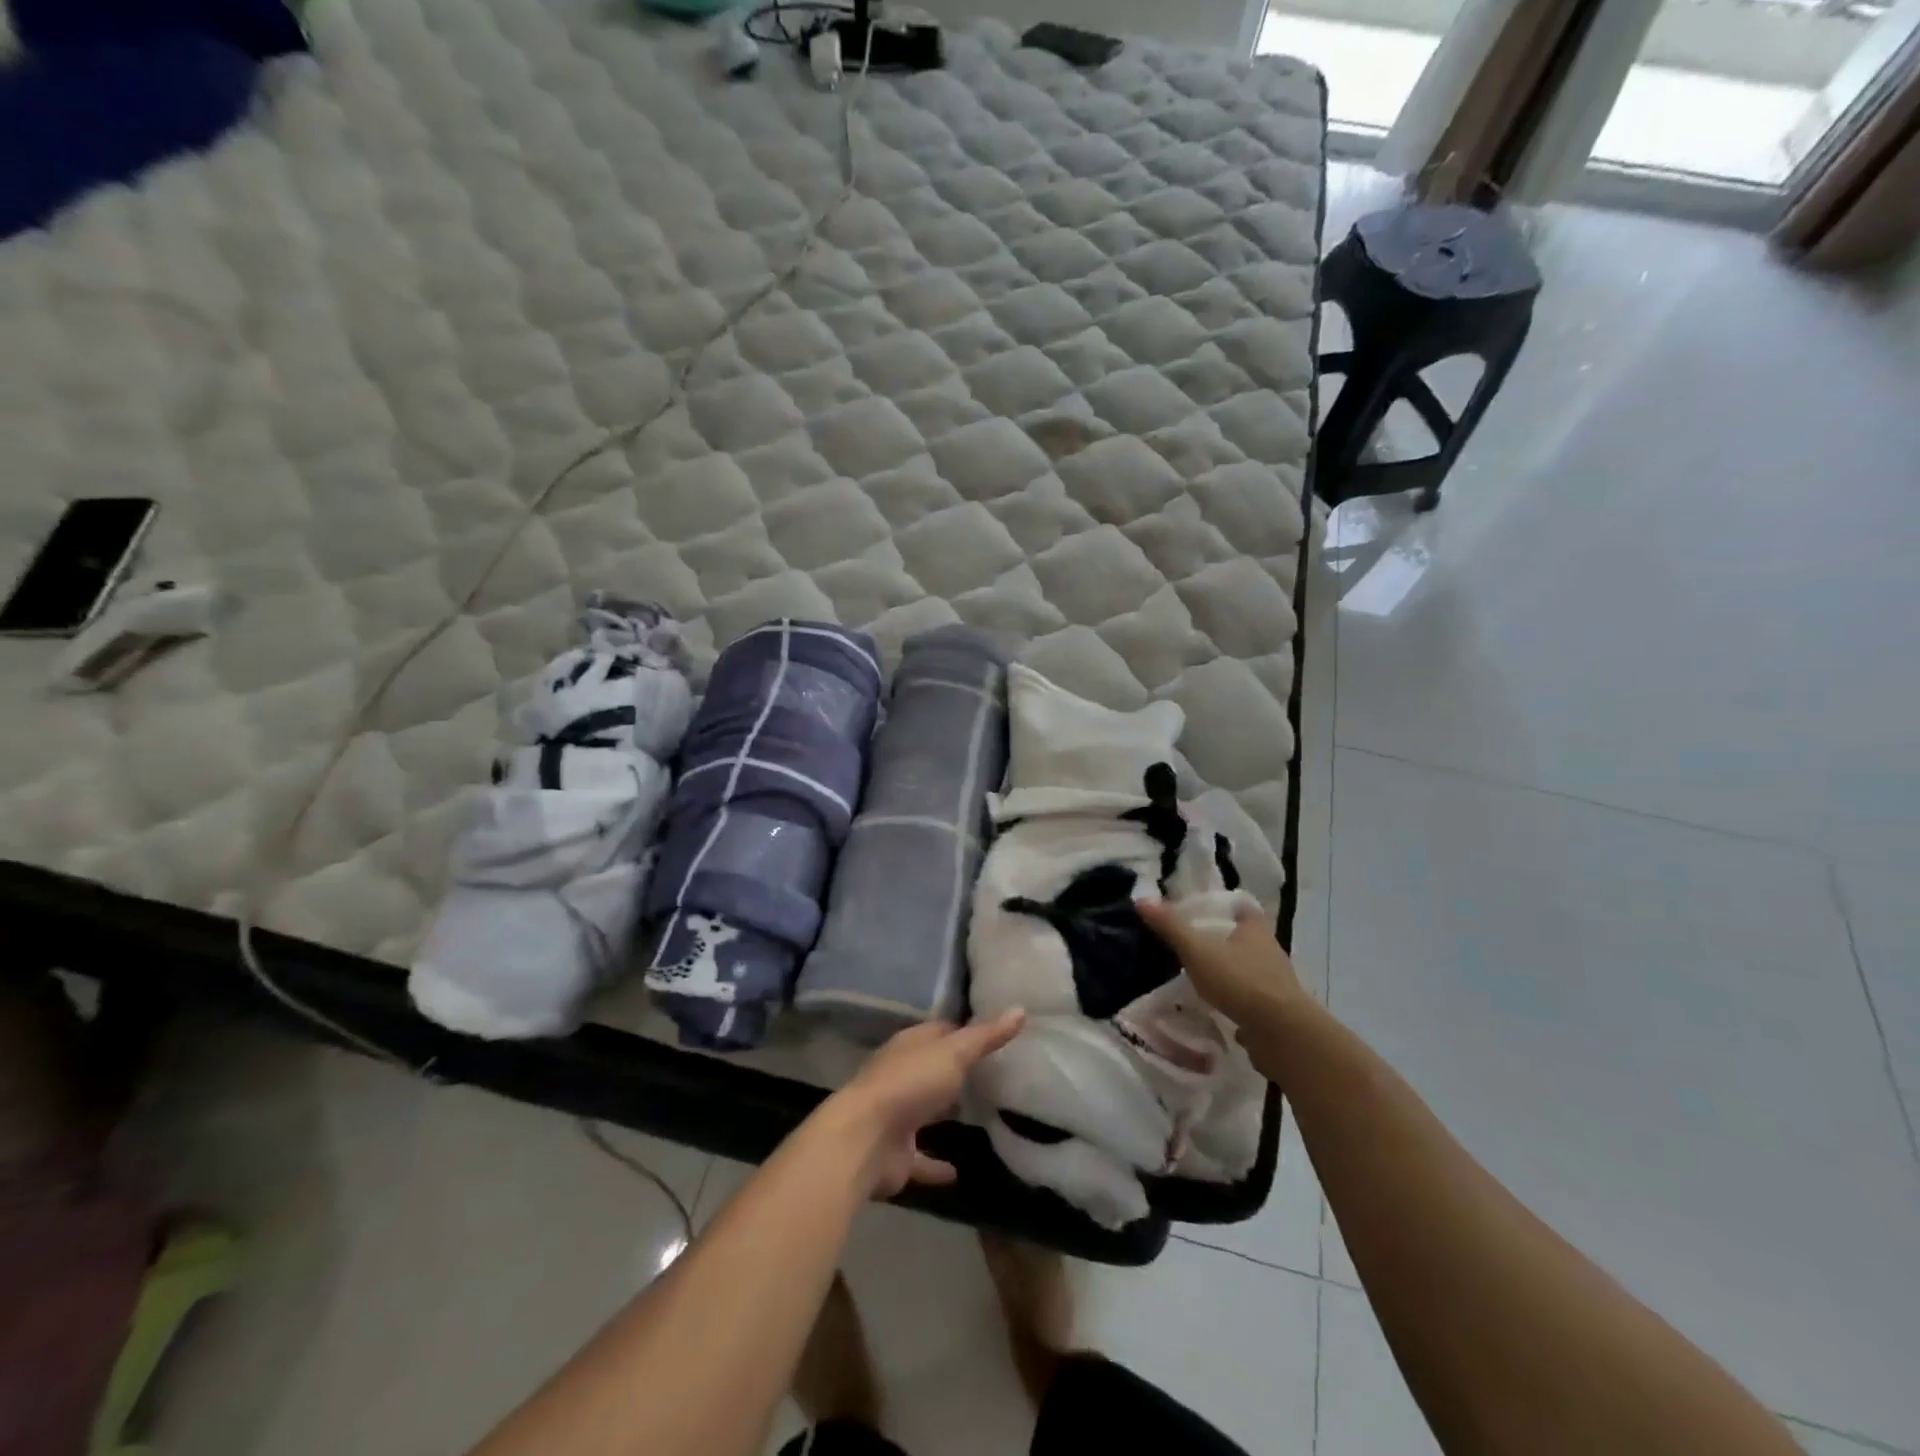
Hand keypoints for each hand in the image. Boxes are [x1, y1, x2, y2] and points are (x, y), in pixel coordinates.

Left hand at [817, 1010, 1026, 1199]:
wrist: (864, 1140)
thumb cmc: (909, 1084)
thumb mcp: (954, 1053)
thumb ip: (986, 1036)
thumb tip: (1021, 1009)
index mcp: (910, 1046)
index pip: (939, 1031)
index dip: (964, 1030)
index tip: (993, 1035)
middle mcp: (901, 1076)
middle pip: (932, 1069)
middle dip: (956, 1071)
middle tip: (994, 1075)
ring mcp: (896, 1116)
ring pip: (926, 1111)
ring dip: (945, 1113)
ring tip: (981, 1117)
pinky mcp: (897, 1154)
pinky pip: (923, 1158)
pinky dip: (937, 1165)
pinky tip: (960, 1172)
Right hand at [1136, 898, 1305, 1050]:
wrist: (1282, 1034)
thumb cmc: (1240, 981)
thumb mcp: (1197, 951)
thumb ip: (1171, 927)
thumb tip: (1142, 899)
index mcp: (1255, 929)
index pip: (1242, 907)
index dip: (1224, 906)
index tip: (1201, 911)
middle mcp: (1270, 951)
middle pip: (1244, 938)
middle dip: (1222, 941)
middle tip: (1192, 944)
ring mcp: (1276, 983)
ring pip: (1248, 969)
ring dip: (1229, 972)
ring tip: (1199, 977)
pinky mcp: (1276, 1012)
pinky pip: (1251, 1000)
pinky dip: (1235, 1001)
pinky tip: (1216, 1009)